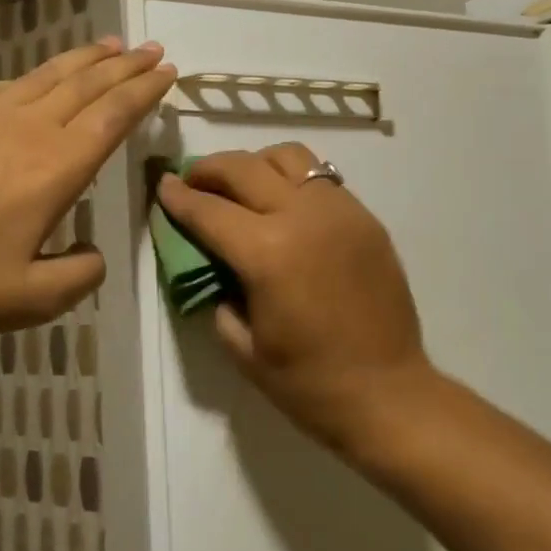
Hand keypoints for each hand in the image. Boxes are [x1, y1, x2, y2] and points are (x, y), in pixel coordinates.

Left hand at [0, 38, 175, 352]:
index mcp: (55, 168)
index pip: (113, 115)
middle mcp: (25, 128)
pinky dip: (36, 74)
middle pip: (87, 83)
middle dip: (125, 64)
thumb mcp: (31, 300)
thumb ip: (80, 275)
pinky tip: (38, 78)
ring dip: (84, 58)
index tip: (167, 71)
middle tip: (151, 48)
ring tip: (110, 45)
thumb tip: (93, 252)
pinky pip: (5, 85)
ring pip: (47, 74)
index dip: (144, 90)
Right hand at [155, 144, 435, 454]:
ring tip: (243, 186)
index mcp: (268, 253)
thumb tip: (213, 261)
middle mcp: (304, 217)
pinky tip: (285, 206)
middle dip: (210, 169)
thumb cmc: (308, 383)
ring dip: (256, 164)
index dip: (179, 197)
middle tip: (193, 179)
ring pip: (289, 157)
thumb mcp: (243, 347)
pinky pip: (322, 179)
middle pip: (245, 168)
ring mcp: (341, 211)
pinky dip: (293, 180)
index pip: (210, 210)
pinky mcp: (366, 218)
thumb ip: (219, 293)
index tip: (163, 185)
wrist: (387, 393)